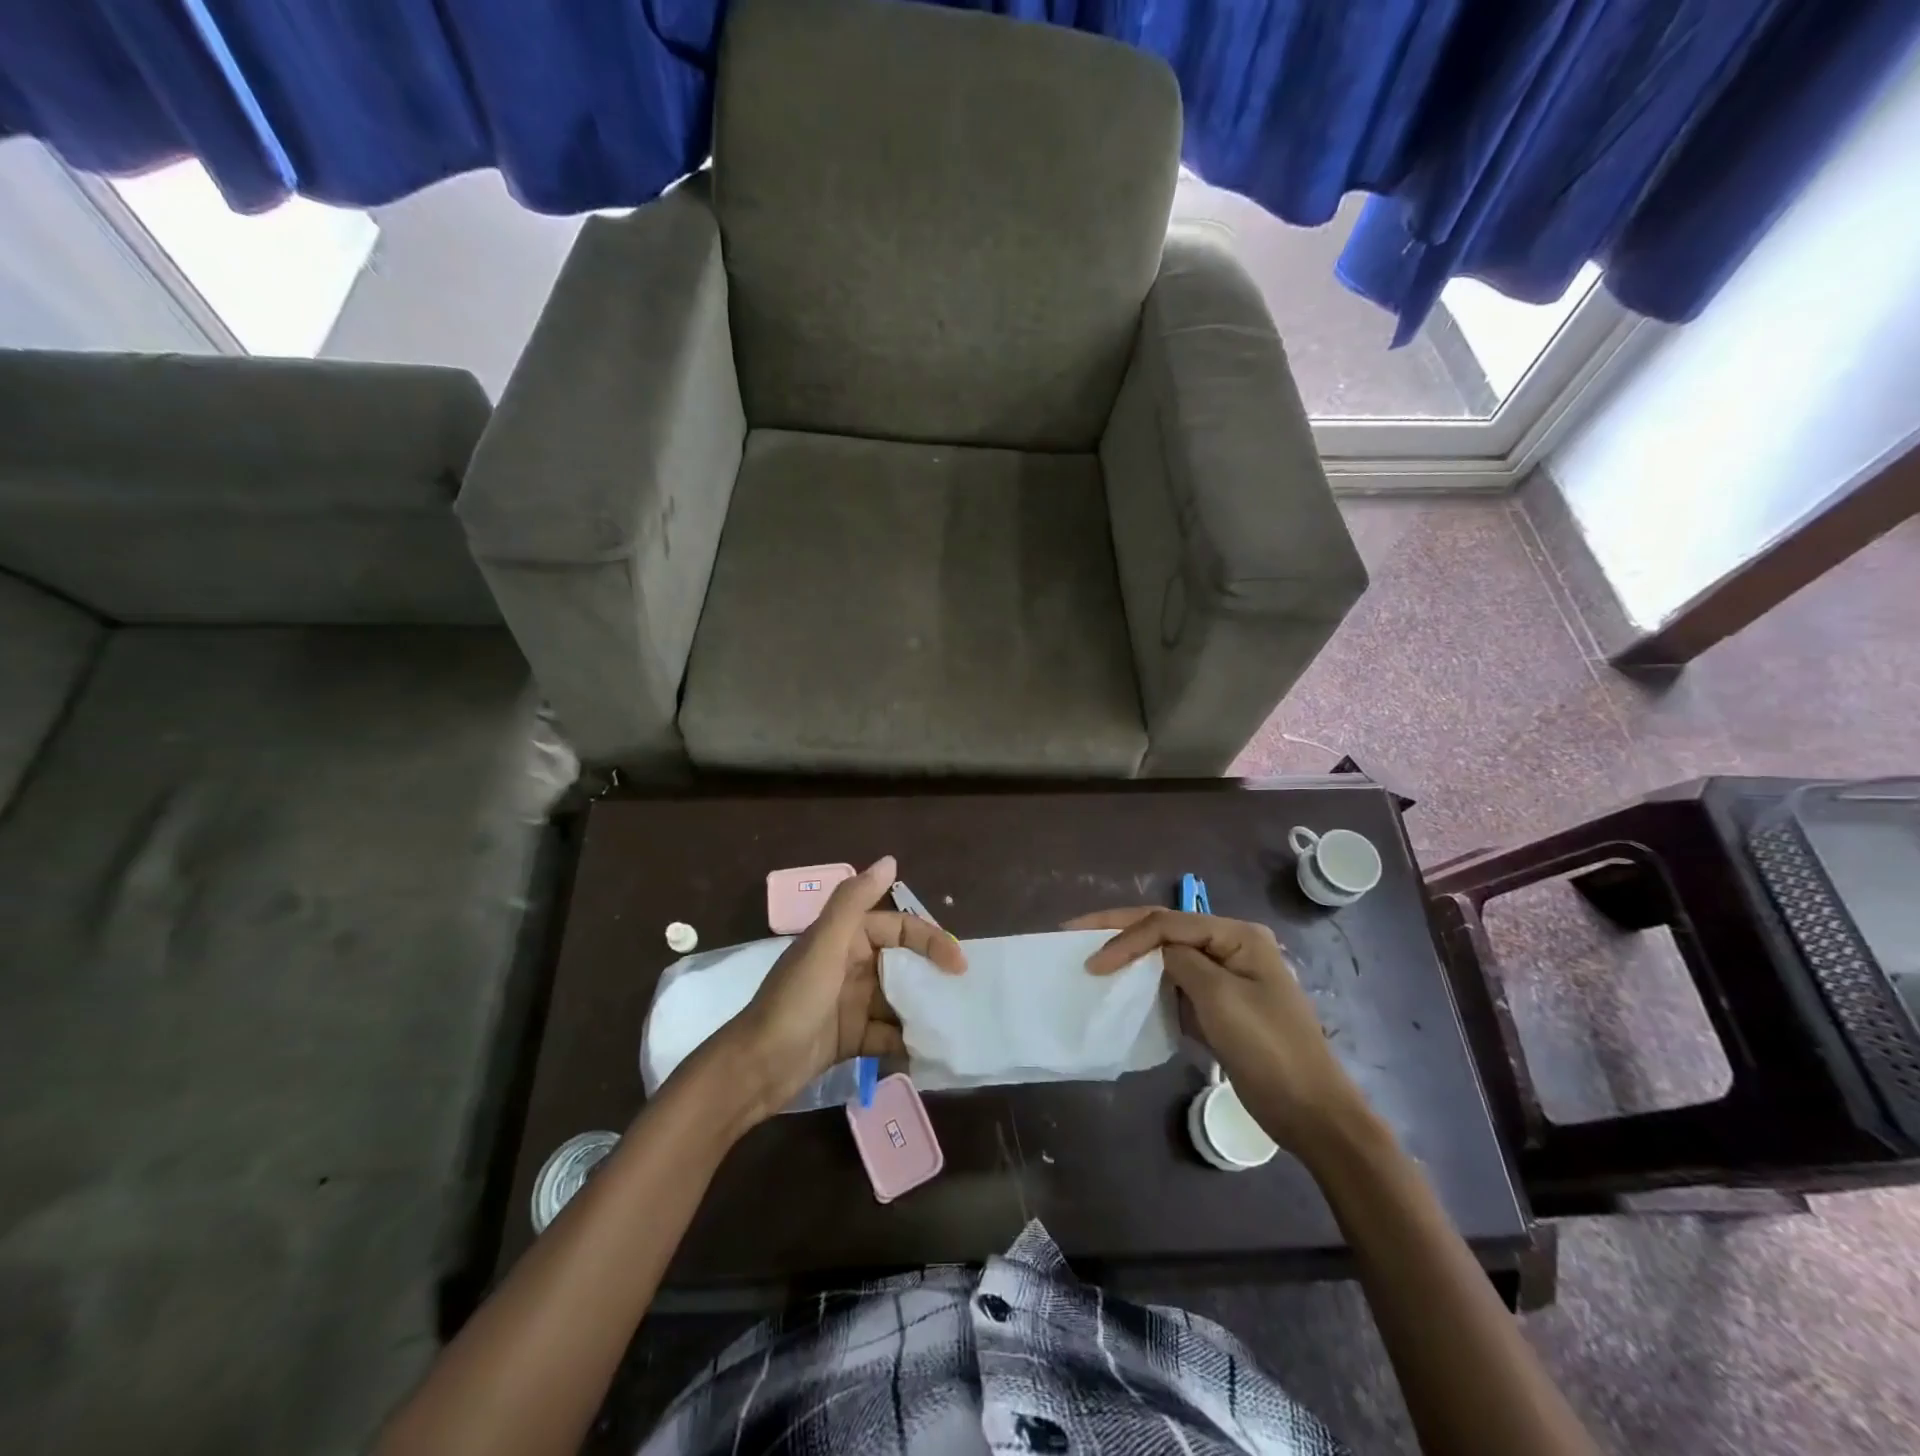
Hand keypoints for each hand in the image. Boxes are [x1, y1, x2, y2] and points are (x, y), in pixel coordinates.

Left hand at [708, 856, 965, 1127]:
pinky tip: (927, 1053)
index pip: (899, 928)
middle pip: (903, 964)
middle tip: (963, 996)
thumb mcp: (825, 945)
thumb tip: (890, 860)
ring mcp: (851, 1003)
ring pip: (899, 999)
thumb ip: (854, 901)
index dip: (930, 940)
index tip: (958, 964)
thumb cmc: (794, 1000)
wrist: (756, 1068)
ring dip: (922, 1010)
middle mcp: (851, 965)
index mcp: (845, 938)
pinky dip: (905, 1041)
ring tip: (952, 1026)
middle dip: (931, 977)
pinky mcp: (851, 1037)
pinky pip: (888, 1033)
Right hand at [1067, 908, 1371, 1154]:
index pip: (1168, 923)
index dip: (1126, 938)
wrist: (1310, 1112)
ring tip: (1090, 955)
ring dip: (1130, 956)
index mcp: (1237, 936)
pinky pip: (1174, 985)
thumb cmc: (1268, 1048)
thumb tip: (1155, 951)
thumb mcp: (1221, 998)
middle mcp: (1230, 947)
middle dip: (1120, 930)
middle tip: (1074, 930)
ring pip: (1165, 956)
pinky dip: (1146, 985)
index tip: (1092, 963)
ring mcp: (1223, 977)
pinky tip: (1121, 988)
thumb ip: (1181, 962)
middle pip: (1165, 929)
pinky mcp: (1216, 1007)